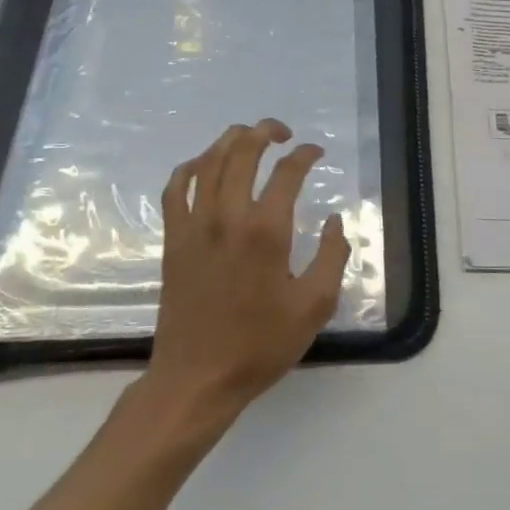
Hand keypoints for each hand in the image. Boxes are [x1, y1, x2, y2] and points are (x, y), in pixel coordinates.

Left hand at [145, 119, 349, 426]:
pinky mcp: (173, 239)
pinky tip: (203, 166)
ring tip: (248, 137)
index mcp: (266, 231)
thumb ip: (333, 257)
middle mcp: (227, 216)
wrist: (197, 378)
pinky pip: (176, 188)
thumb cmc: (260, 345)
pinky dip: (190, 167)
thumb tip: (336, 221)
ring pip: (208, 162)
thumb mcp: (314, 307)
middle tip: (283, 132)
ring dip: (229, 140)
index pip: (287, 172)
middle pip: (243, 151)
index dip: (305, 155)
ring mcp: (194, 225)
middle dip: (265, 131)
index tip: (317, 153)